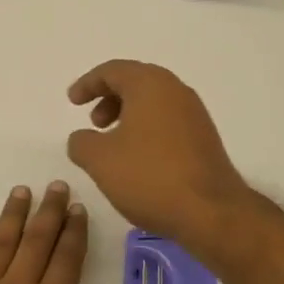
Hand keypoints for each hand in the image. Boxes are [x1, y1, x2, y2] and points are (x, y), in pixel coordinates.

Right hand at [66, 60, 252, 248]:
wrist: (211, 212)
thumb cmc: (150, 176)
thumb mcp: (100, 160)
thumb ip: (81, 142)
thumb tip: (82, 138)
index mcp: (150, 85)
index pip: (113, 71)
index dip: (88, 84)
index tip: (72, 102)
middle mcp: (176, 91)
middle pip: (136, 82)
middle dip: (109, 98)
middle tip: (94, 123)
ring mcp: (195, 114)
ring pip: (154, 102)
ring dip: (128, 115)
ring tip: (113, 145)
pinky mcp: (205, 138)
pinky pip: (168, 121)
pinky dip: (147, 129)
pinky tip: (138, 159)